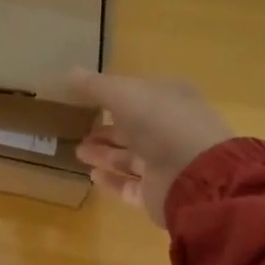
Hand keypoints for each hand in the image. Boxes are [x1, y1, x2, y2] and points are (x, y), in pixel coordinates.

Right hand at [71, 70, 235, 227]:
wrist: (195, 176)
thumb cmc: (160, 122)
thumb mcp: (122, 93)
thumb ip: (94, 85)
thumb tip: (69, 72)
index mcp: (168, 99)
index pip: (137, 94)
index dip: (113, 95)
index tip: (86, 98)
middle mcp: (169, 129)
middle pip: (132, 127)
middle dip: (105, 128)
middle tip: (77, 129)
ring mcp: (166, 163)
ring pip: (129, 156)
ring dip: (104, 153)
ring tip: (78, 151)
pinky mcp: (158, 192)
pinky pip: (130, 185)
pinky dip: (111, 180)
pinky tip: (91, 175)